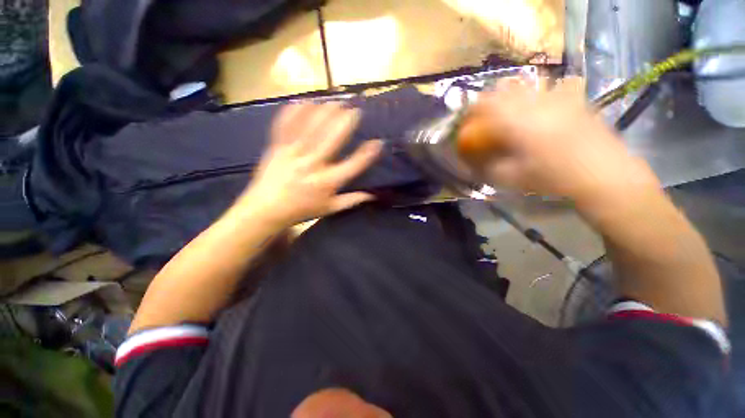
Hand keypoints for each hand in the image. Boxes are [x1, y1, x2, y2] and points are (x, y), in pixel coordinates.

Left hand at [235, 102, 381, 228]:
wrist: (265, 210)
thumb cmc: (301, 210)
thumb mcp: (329, 209)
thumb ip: (351, 200)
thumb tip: (372, 195)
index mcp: (327, 182)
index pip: (352, 165)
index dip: (367, 154)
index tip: (378, 142)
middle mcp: (312, 166)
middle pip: (331, 140)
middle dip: (345, 123)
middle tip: (354, 110)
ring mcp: (292, 154)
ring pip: (310, 128)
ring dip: (324, 113)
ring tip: (335, 101)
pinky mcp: (276, 148)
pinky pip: (284, 126)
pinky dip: (293, 112)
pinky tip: (303, 102)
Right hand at [465, 78, 658, 203]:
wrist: (603, 174)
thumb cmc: (554, 177)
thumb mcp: (513, 178)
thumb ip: (490, 167)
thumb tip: (474, 161)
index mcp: (519, 122)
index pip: (488, 104)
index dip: (474, 107)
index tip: (468, 115)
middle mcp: (537, 104)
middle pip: (507, 89)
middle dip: (492, 98)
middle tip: (487, 111)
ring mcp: (559, 99)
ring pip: (530, 85)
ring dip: (515, 93)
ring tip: (512, 106)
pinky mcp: (575, 101)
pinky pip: (554, 88)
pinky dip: (541, 93)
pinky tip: (542, 106)